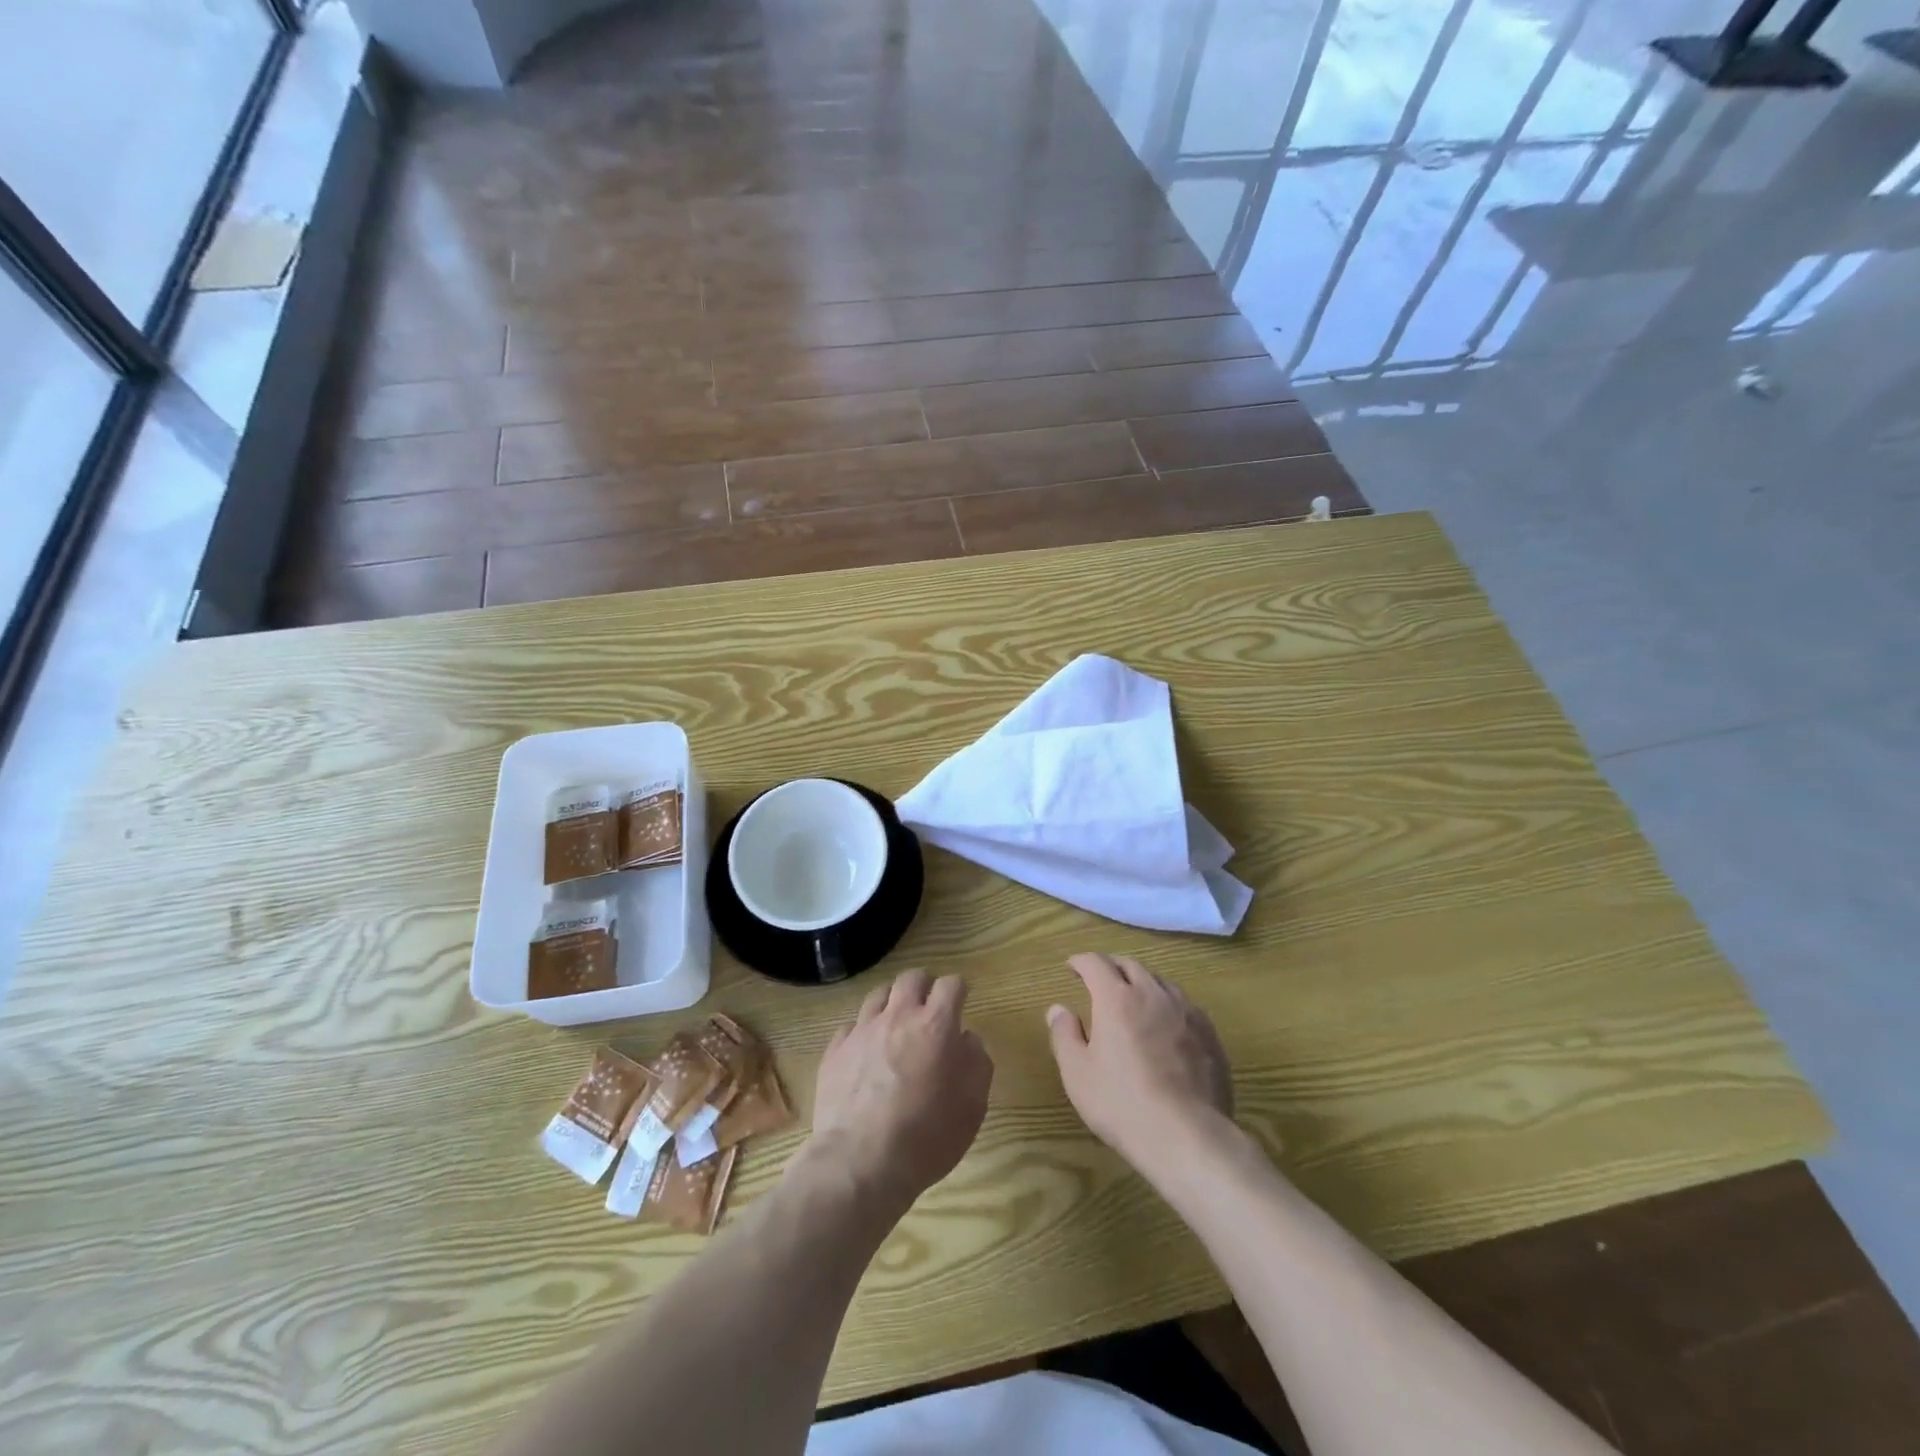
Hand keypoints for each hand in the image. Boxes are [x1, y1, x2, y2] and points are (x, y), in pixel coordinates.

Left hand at [808, 969, 993, 1214]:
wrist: (860, 1163)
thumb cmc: (927, 1136)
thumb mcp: (973, 1107)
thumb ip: (977, 1063)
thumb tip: (967, 1039)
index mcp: (936, 1025)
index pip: (951, 984)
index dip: (958, 990)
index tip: (961, 1002)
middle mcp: (898, 1016)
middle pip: (911, 978)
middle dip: (924, 986)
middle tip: (929, 1007)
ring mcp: (863, 1030)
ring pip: (879, 994)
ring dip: (892, 1002)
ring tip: (896, 1024)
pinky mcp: (835, 1050)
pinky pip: (851, 1026)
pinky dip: (863, 1032)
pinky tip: (866, 1052)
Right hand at [1047, 953, 1233, 1174]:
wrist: (1187, 1135)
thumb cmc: (1122, 1103)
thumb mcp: (1077, 1073)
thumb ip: (1065, 1035)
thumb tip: (1058, 1009)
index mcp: (1116, 998)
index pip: (1096, 963)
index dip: (1081, 961)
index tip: (1072, 967)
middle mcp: (1152, 994)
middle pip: (1130, 965)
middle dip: (1111, 967)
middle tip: (1100, 979)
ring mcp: (1186, 1011)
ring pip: (1160, 982)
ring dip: (1142, 982)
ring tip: (1134, 998)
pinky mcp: (1208, 1033)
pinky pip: (1184, 1005)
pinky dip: (1167, 1005)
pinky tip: (1166, 1025)